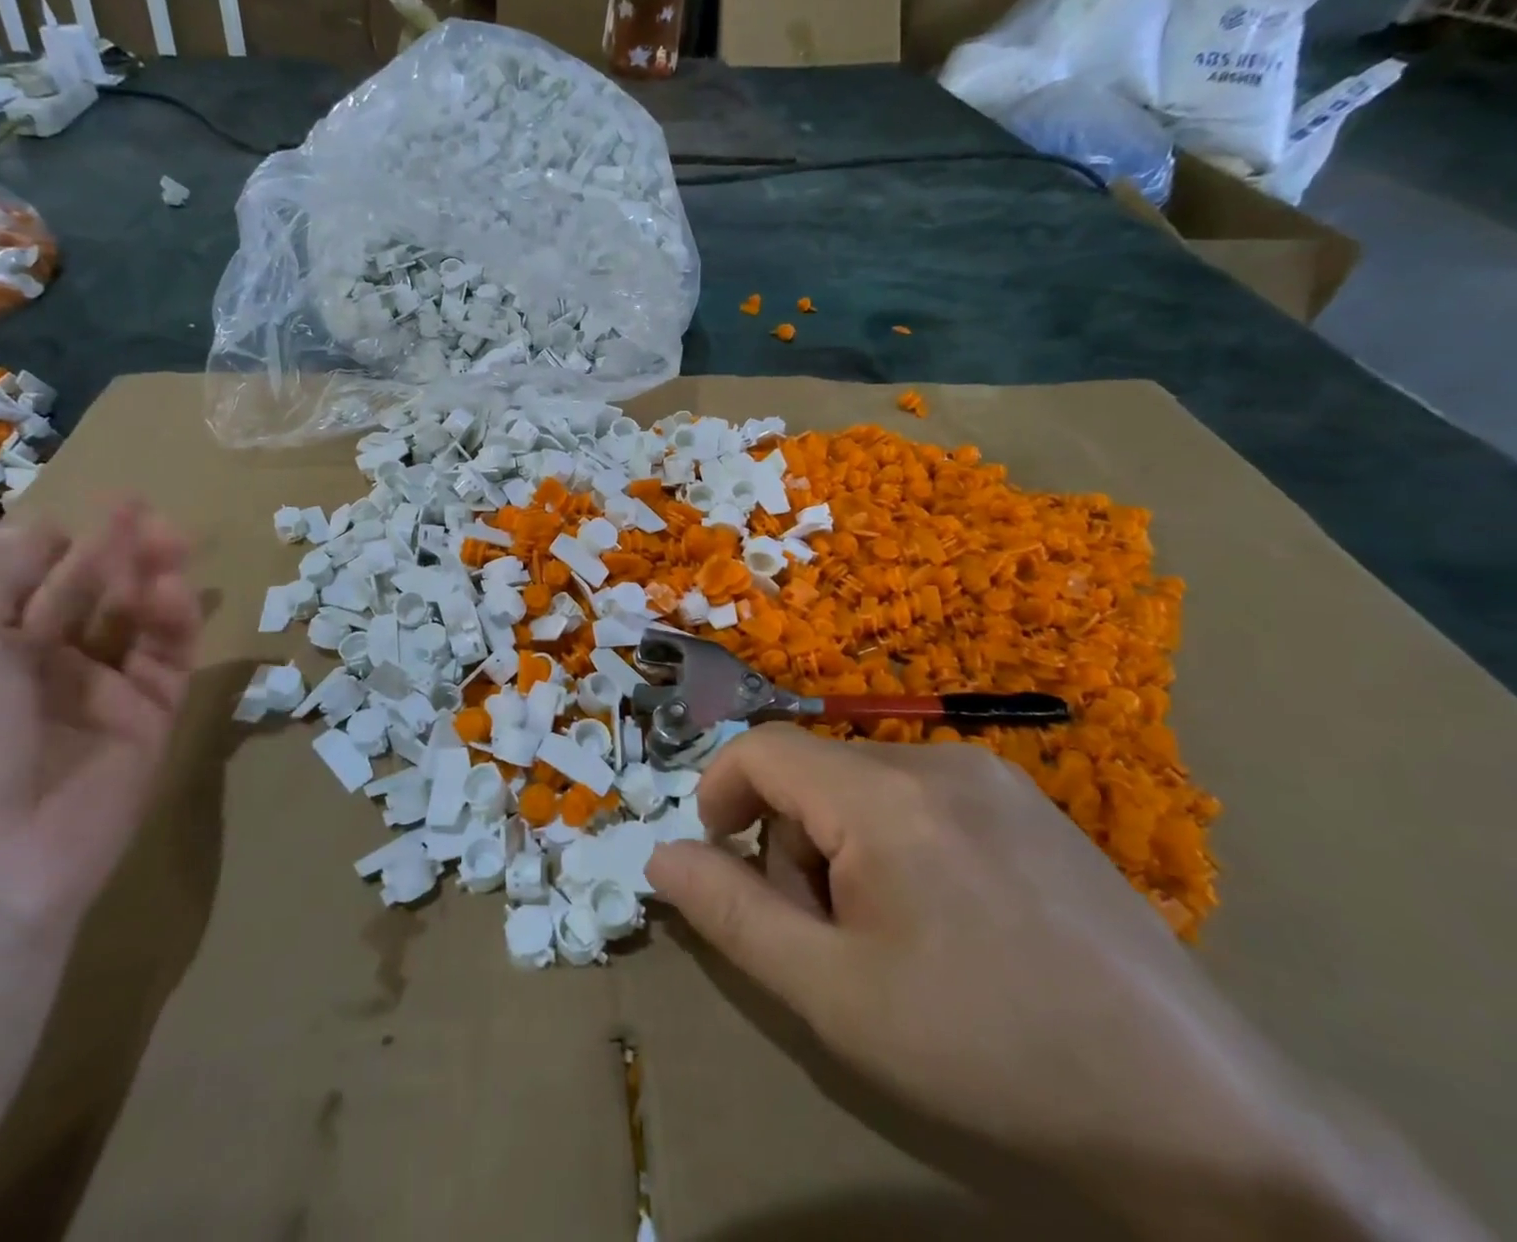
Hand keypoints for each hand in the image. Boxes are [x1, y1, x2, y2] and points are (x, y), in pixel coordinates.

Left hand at [0, 502, 199, 941]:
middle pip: (86, 594)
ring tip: (172, 541)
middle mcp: (30, 670)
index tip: (92, 508)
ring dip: (151, 578)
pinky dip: (176, 622)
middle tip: (150, 513)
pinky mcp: (147, 722)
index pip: (21, 581)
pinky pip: (166, 661)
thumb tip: (45, 529)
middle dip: (114, 551)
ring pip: (132, 622)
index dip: (57, 542)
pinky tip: (175, 591)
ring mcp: (94, 698)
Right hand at [646, 730, 1486, 1240]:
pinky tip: (944, 924)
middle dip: (791, 843)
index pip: (763, 748)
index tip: (722, 862)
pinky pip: (920, 797)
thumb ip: (732, 915)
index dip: (720, 794)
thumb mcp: (834, 997)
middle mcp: (938, 760)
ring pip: (863, 785)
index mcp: (887, 795)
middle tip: (823, 937)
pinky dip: (893, 844)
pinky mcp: (1028, 804)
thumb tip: (662, 855)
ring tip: (887, 941)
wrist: (1201, 1116)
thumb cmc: (990, 1052)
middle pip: (814, 772)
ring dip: (841, 848)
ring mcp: (993, 777)